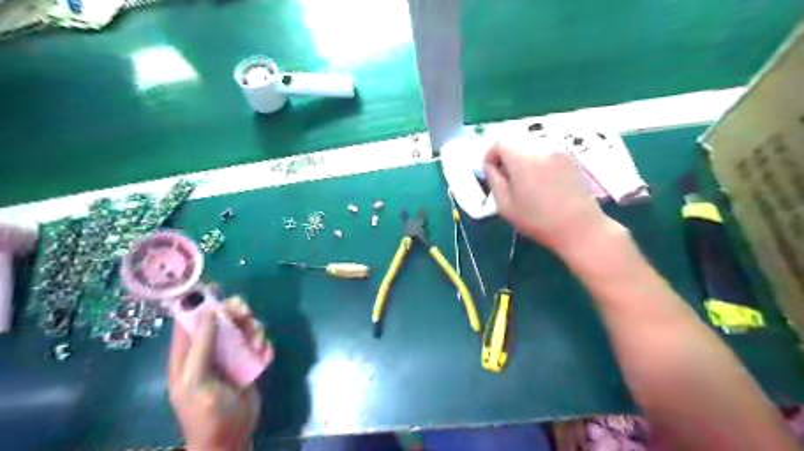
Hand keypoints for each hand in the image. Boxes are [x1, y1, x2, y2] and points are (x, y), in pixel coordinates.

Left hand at [167, 295, 265, 450]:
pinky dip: (263, 344)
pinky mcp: (248, 361)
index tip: (214, 286)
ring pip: (243, 327)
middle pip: (221, 319)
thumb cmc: (207, 413)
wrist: (232, 437)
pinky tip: (264, 357)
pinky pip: (257, 342)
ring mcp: (230, 355)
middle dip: (235, 313)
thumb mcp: (198, 380)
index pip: (188, 320)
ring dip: (253, 329)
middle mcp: (208, 350)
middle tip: (246, 314)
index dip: (198, 301)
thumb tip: (208, 312)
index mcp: (187, 354)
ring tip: (258, 343)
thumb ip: (202, 346)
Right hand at [484, 140, 616, 254]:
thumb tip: (490, 166)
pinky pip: (544, 153)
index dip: (490, 156)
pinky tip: (541, 184)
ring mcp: (557, 152)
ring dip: (521, 160)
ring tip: (525, 184)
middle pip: (515, 144)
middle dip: (506, 158)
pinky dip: (536, 163)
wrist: (579, 227)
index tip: (490, 173)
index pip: (499, 144)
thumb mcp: (505, 205)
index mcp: (522, 160)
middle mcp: (540, 149)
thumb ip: (493, 180)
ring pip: (530, 148)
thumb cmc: (537, 221)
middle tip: (506, 181)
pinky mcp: (569, 159)